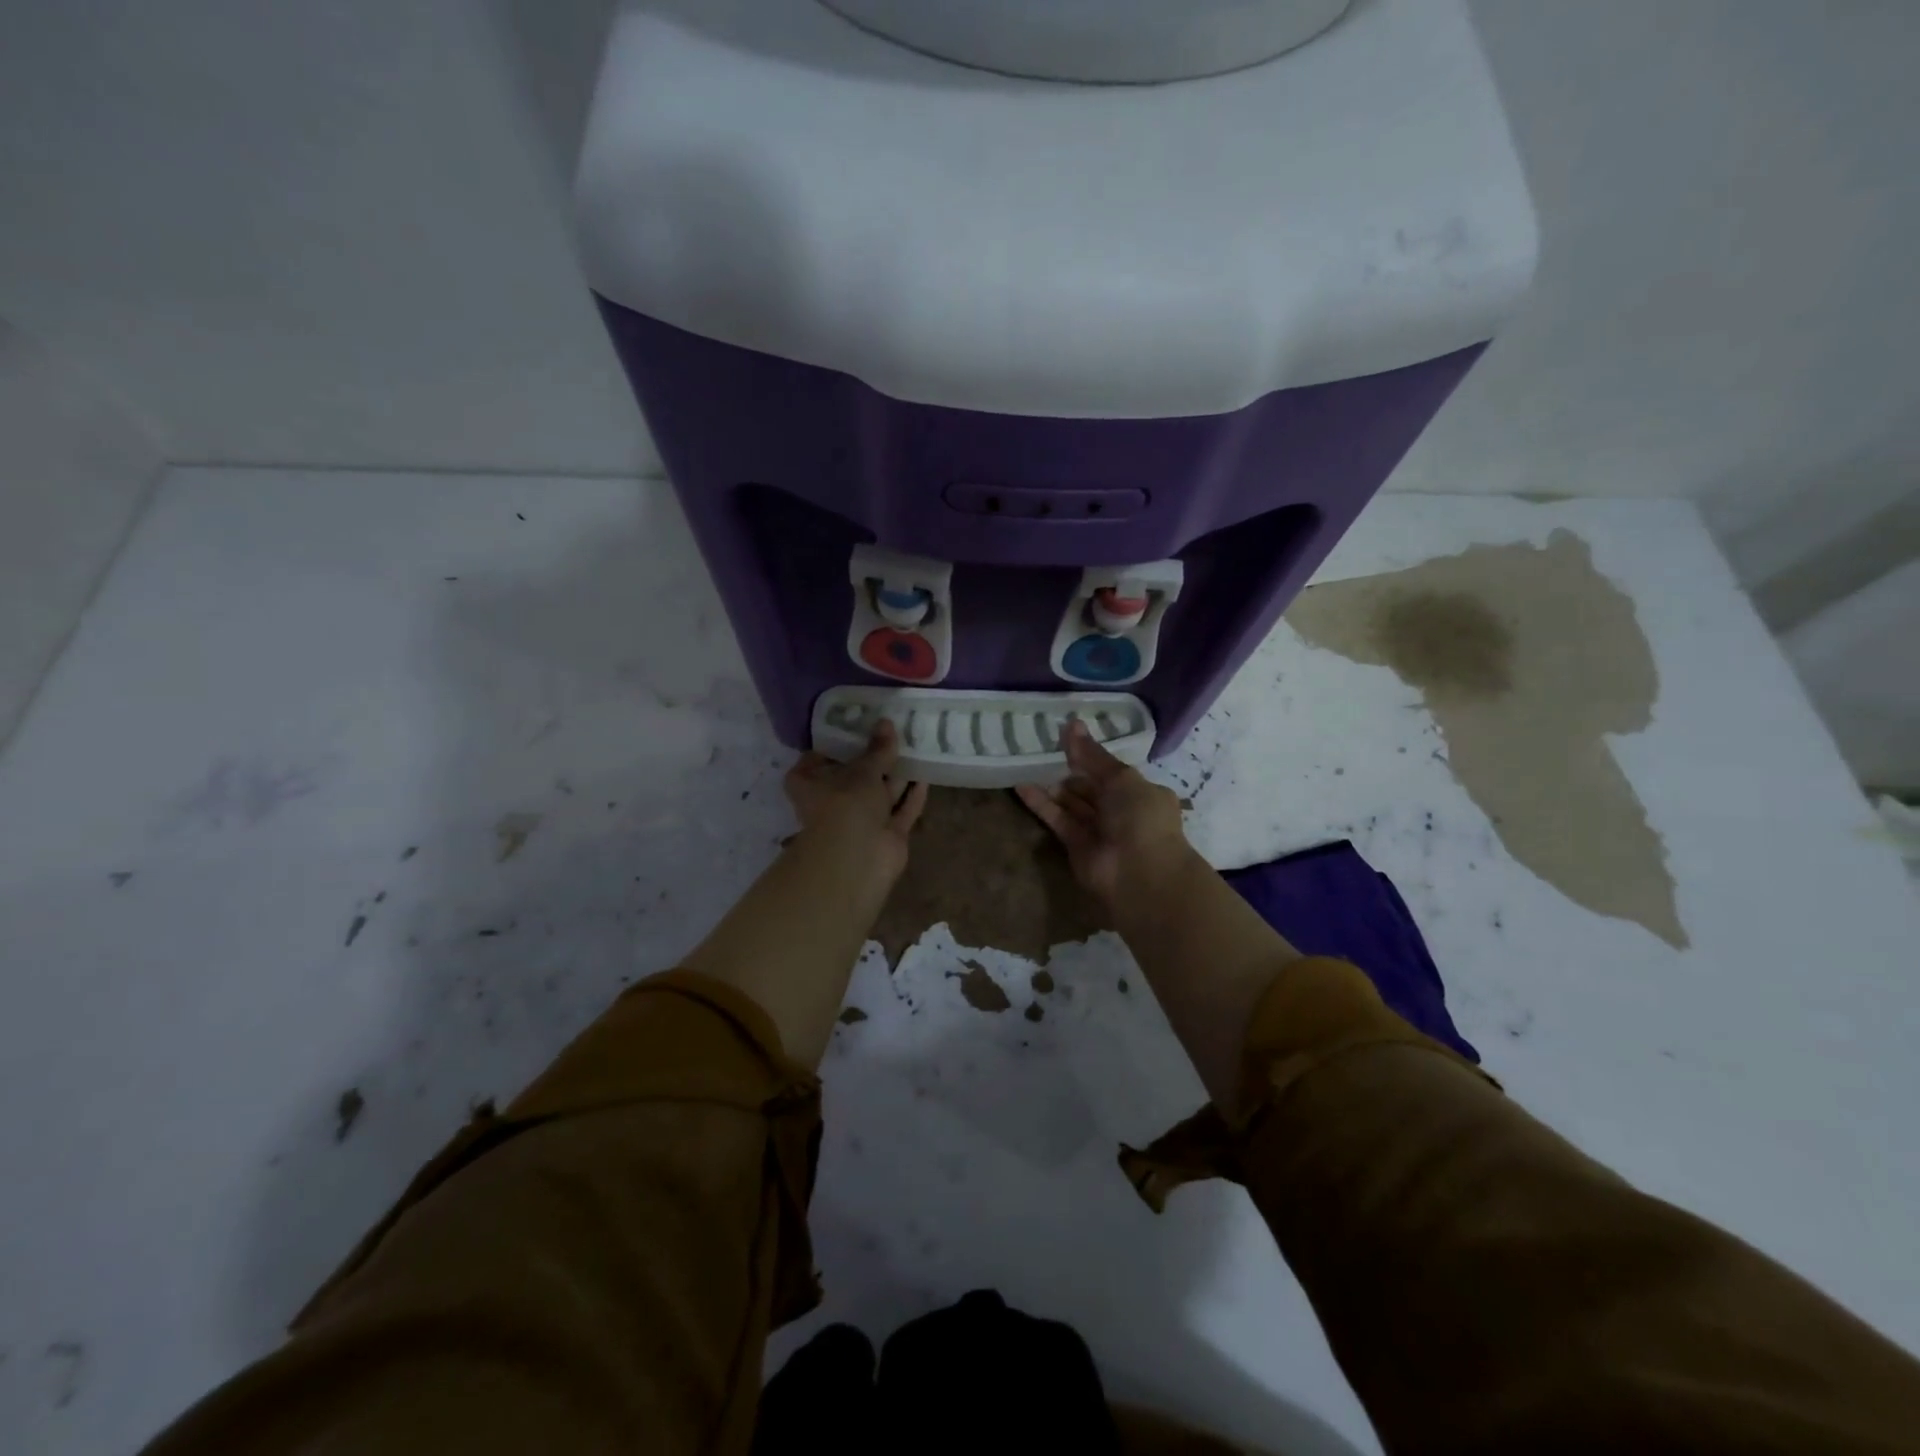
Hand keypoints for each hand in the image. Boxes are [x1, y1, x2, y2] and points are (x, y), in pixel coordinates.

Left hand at [784, 719, 928, 886]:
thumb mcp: (863, 769)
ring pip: (881, 794)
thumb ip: (877, 748)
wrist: (859, 857)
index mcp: (810, 784)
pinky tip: (926, 776)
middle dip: (874, 759)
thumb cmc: (846, 803)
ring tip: (916, 747)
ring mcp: (861, 821)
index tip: (854, 726)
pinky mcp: (886, 835)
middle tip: (893, 732)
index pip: (815, 760)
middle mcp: (833, 802)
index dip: (834, 744)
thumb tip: (886, 722)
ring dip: (897, 775)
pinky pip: (902, 811)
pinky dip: (912, 796)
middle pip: (854, 777)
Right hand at [1016, 720, 1193, 906]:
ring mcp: (1099, 830)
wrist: (1139, 873)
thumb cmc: (1139, 817)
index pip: (1113, 771)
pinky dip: (1042, 805)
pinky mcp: (1076, 846)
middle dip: (1071, 771)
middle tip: (1044, 750)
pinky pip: (1058, 820)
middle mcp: (1122, 812)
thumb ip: (1092, 755)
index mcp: (1142, 793)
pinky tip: (1021, 786)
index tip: (1068, 737)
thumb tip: (1072, 724)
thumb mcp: (1120, 778)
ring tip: (1029, 764)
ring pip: (1073, 804)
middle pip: (1091, 787)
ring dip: (1054, 787)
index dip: (1091, 755)